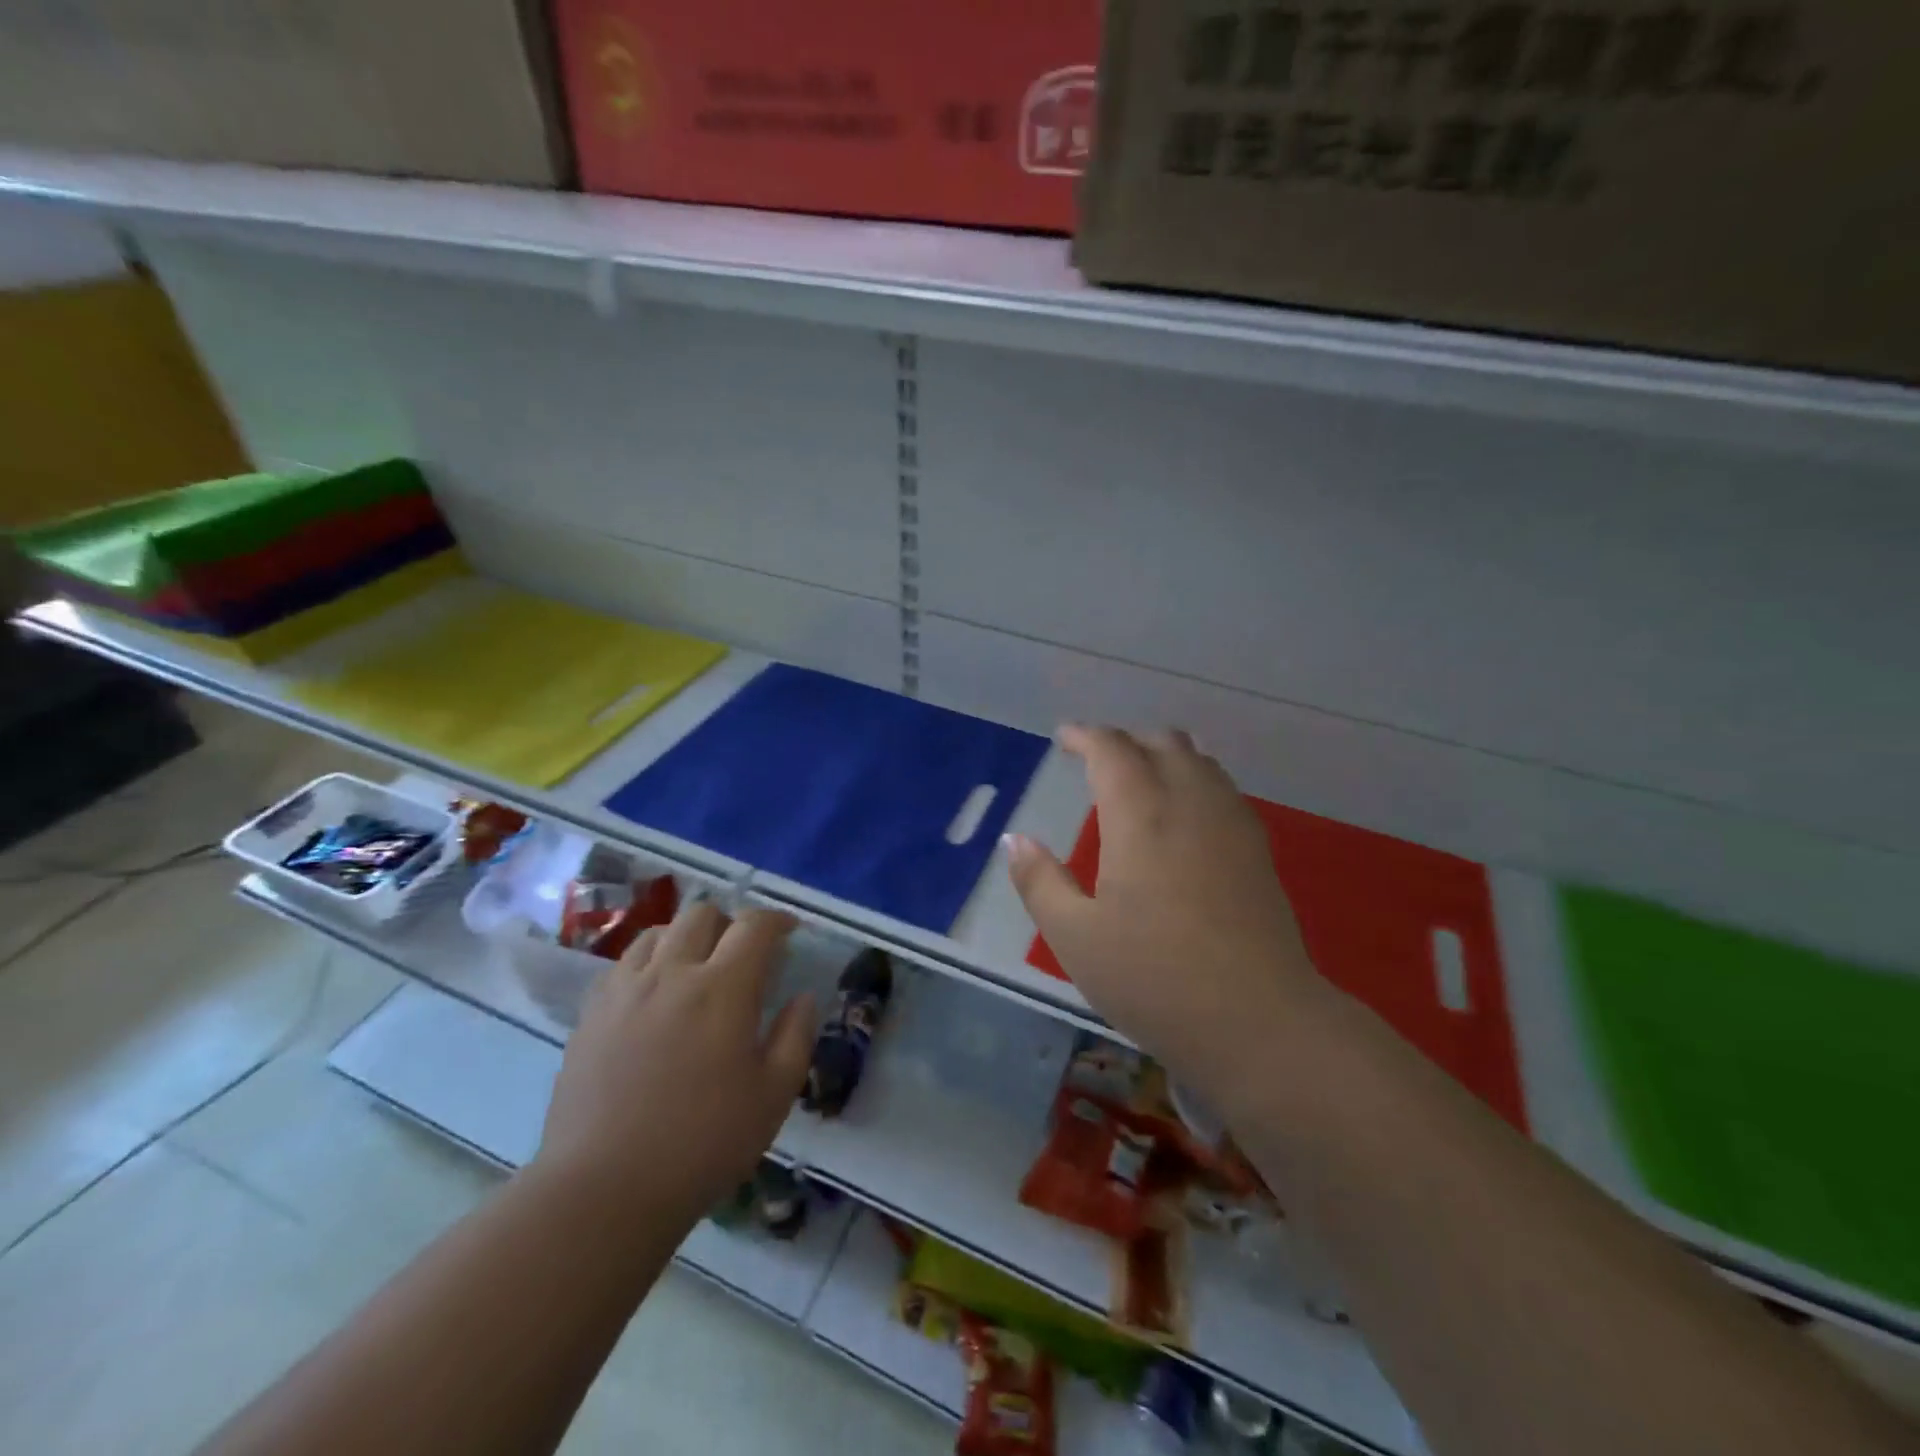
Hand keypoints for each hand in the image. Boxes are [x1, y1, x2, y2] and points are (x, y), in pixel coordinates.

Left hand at [531, 901, 816, 1224]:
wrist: (603, 1190)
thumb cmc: (703, 1144)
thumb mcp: (773, 1096)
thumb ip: (795, 1036)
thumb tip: (802, 997)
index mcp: (723, 988)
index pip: (754, 926)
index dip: (777, 920)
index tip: (789, 932)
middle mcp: (672, 973)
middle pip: (702, 914)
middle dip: (730, 922)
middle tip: (742, 954)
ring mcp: (625, 990)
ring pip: (658, 932)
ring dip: (686, 937)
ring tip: (695, 968)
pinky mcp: (591, 1014)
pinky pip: (624, 964)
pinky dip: (649, 962)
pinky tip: (654, 995)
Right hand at [1005, 725, 1324, 1104]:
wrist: (1259, 1021)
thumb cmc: (1154, 979)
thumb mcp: (1076, 937)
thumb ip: (1040, 881)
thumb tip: (1015, 840)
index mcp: (1140, 815)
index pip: (1112, 749)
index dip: (1085, 736)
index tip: (1065, 739)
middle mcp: (1190, 802)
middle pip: (1162, 742)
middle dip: (1125, 740)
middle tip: (1097, 759)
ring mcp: (1232, 823)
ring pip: (1199, 760)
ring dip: (1164, 754)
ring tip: (1139, 776)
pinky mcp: (1258, 848)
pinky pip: (1222, 787)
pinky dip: (1195, 778)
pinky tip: (1183, 811)